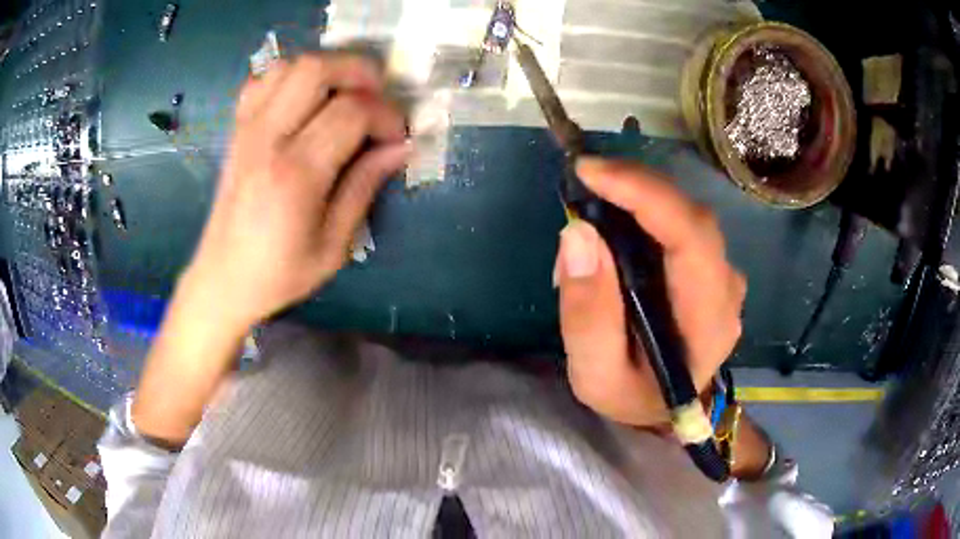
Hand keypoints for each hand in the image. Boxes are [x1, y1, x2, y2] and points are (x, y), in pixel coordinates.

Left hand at [183, 54, 409, 328]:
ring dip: (326, 71)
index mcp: (295, 174)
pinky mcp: (237, 130)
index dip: (386, 115)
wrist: (223, 279)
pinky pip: (263, 81)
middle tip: (377, 99)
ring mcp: (247, 129)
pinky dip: (291, 78)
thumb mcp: (334, 246)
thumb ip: (365, 188)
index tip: (397, 138)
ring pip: (289, 66)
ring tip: (344, 97)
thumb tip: (401, 147)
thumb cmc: (279, 273)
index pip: (351, 111)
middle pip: (316, 69)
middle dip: (358, 72)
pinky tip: (305, 101)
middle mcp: (267, 139)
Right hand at [557, 158, 745, 427]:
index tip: (590, 171)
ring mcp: (724, 277)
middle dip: (635, 187)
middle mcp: (727, 290)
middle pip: (691, 217)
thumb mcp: (596, 375)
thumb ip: (588, 315)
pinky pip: (681, 224)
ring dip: (636, 200)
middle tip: (582, 181)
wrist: (663, 408)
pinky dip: (645, 211)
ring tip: (591, 213)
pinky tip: (616, 225)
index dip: (645, 194)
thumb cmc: (632, 396)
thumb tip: (579, 233)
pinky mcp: (711, 268)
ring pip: (685, 215)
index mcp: (708, 323)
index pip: (692, 239)